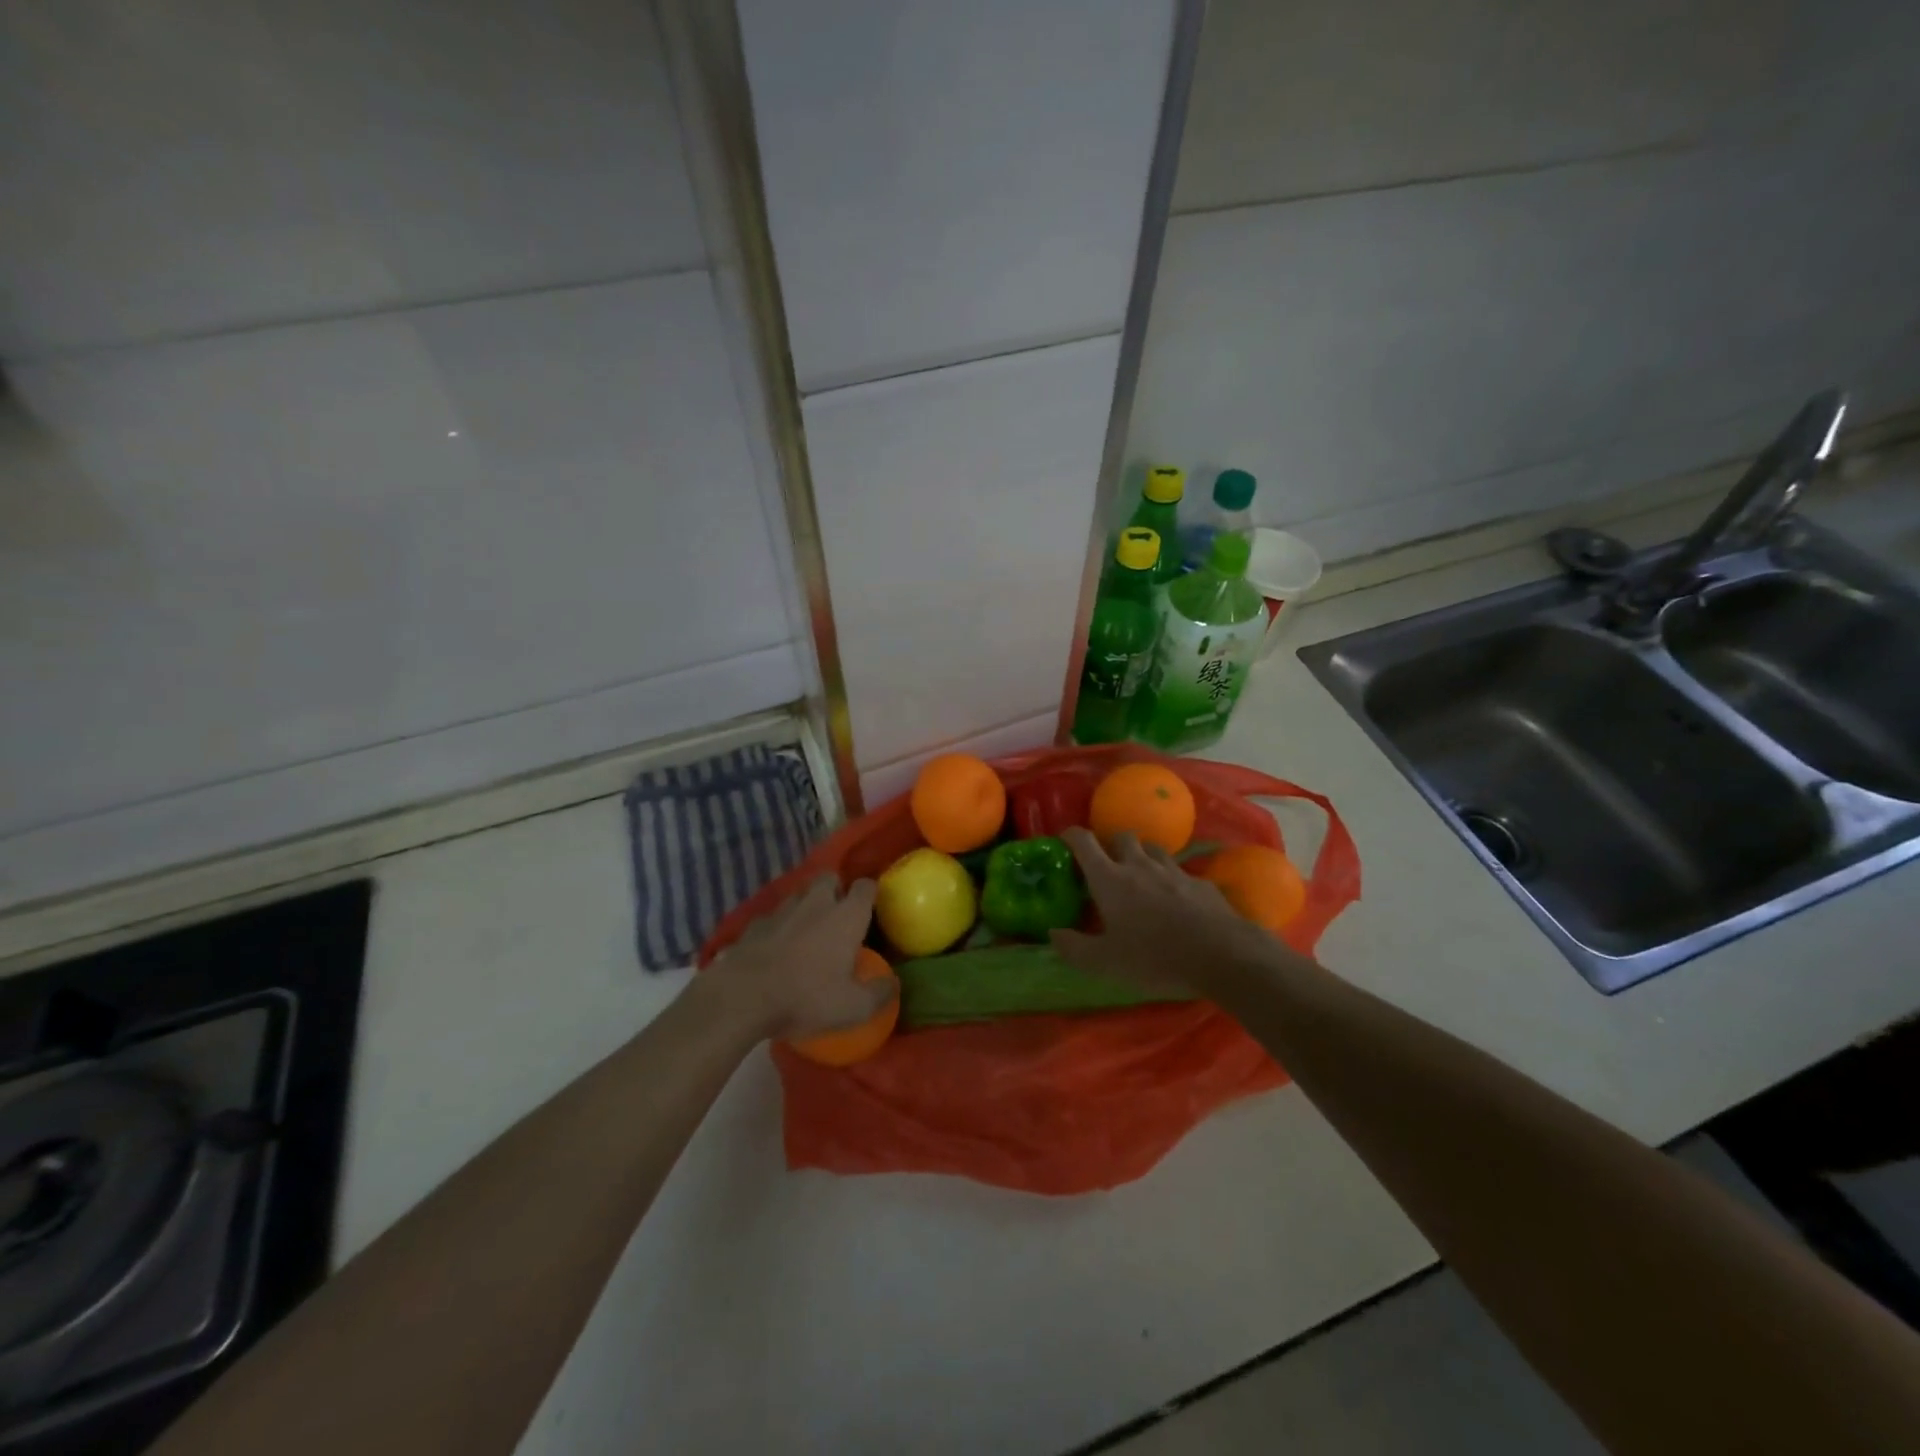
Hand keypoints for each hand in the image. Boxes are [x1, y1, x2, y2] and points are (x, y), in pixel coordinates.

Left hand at [704, 875, 893, 1040]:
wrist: (742, 997)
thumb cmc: (806, 997)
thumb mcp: (852, 1007)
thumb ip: (878, 994)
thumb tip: (894, 984)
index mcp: (846, 916)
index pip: (865, 886)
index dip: (870, 892)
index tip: (871, 907)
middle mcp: (816, 903)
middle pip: (829, 878)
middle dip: (836, 889)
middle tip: (838, 914)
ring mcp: (781, 910)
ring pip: (799, 894)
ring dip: (806, 905)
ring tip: (807, 929)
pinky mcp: (754, 924)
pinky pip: (772, 916)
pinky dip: (778, 925)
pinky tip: (776, 946)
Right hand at [1050, 828, 1287, 996]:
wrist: (1222, 955)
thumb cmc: (1155, 957)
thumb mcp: (1105, 963)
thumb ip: (1074, 947)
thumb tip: (1053, 933)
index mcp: (1109, 879)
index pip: (1083, 841)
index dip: (1071, 835)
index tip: (1064, 841)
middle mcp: (1139, 865)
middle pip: (1122, 836)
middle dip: (1111, 844)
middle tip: (1108, 865)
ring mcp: (1173, 870)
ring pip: (1153, 849)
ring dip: (1142, 856)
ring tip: (1141, 877)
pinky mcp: (1200, 882)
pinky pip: (1180, 872)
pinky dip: (1172, 879)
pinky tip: (1176, 900)